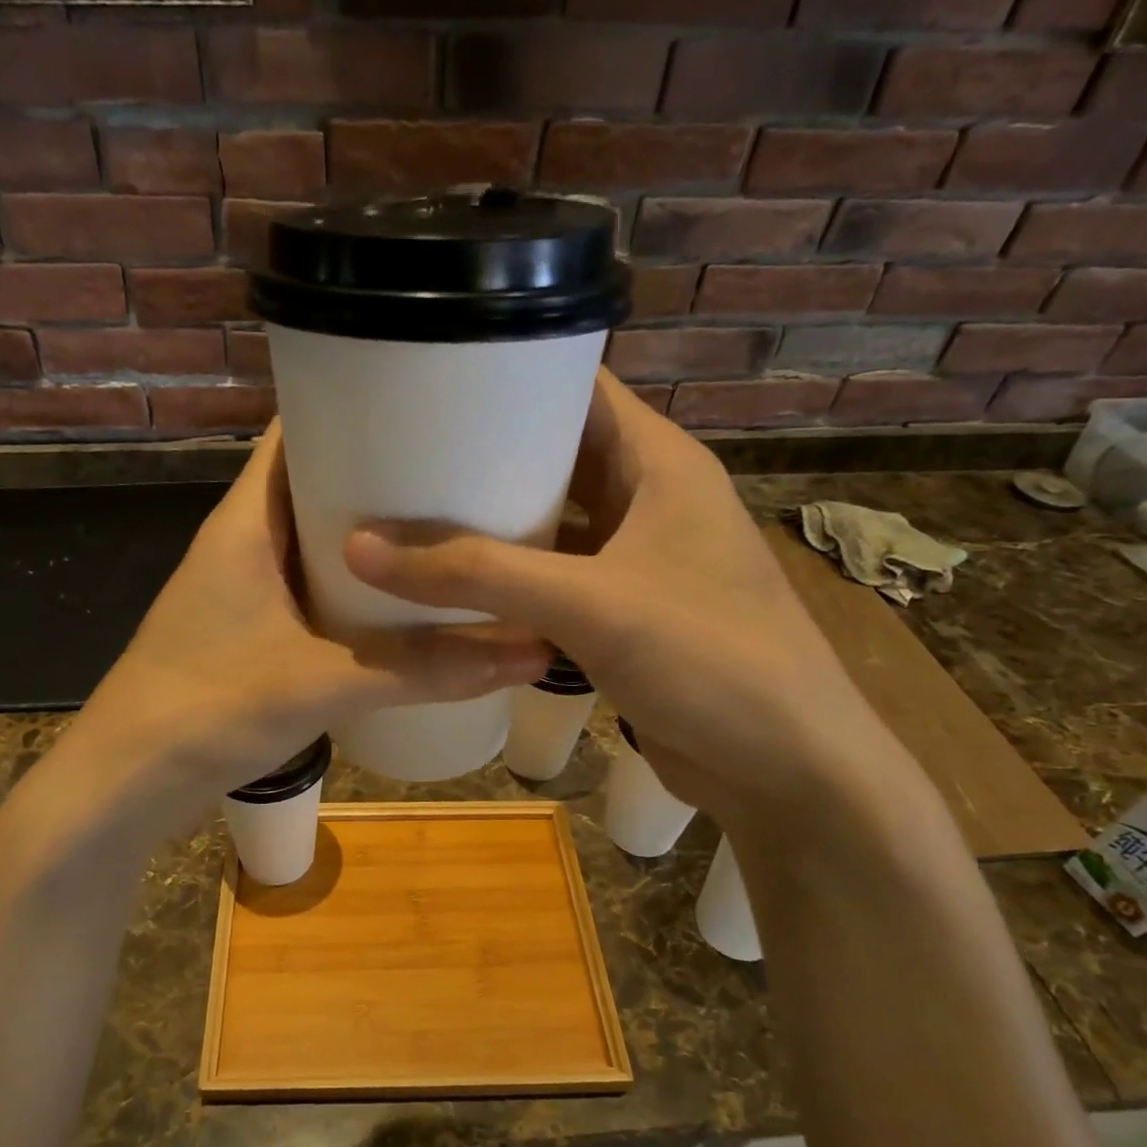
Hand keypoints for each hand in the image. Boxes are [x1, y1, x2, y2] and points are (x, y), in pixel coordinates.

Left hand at [72, 422, 548, 812]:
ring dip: (377, 540)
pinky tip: (411, 603)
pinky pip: (319, 591)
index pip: (299, 431)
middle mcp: (247, 542)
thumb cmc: (207, 709)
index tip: (432, 401)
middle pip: (322, 485)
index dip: (359, 405)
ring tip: (454, 528)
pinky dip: (361, 590)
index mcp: (247, 521)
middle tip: (469, 470)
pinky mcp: (257, 632)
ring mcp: (250, 589)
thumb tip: (528, 653)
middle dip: (387, 476)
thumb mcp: (322, 683)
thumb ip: (422, 670)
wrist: (127, 783)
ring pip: (323, 543)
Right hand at [343, 368, 892, 825]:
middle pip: (554, 457)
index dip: (508, 377)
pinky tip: (451, 587)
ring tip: (407, 514)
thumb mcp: (589, 604)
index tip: (426, 384)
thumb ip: (477, 574)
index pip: (577, 388)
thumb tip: (361, 547)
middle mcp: (648, 500)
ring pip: (549, 524)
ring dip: (491, 524)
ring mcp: (635, 561)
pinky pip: (552, 580)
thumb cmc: (708, 659)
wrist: (786, 769)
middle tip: (397, 456)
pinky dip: (507, 581)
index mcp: (658, 463)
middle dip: (483, 457)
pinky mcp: (622, 615)